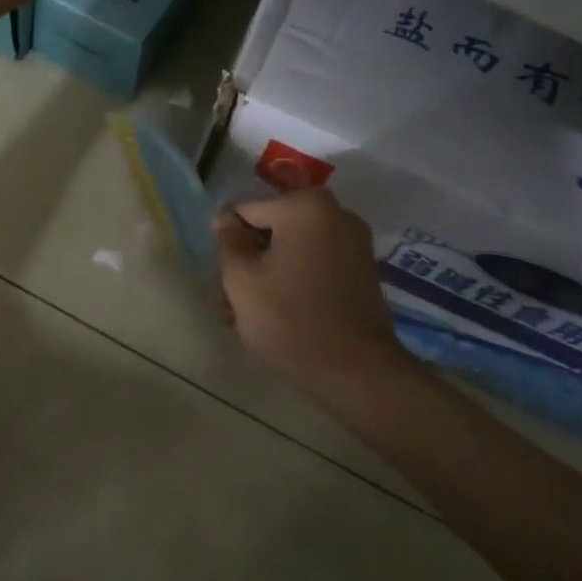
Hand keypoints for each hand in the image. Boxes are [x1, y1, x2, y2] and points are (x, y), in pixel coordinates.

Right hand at [214, 188, 404, 393]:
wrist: (358, 374)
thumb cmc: (290, 321)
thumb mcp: (241, 281)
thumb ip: (227, 242)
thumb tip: (225, 219)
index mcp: (304, 207)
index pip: (245, 211)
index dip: (227, 243)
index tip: (221, 279)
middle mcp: (334, 214)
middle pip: (271, 231)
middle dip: (247, 262)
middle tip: (227, 302)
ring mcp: (352, 242)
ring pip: (291, 251)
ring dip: (266, 276)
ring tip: (243, 317)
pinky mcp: (361, 270)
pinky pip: (313, 265)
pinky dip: (292, 282)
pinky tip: (275, 315)